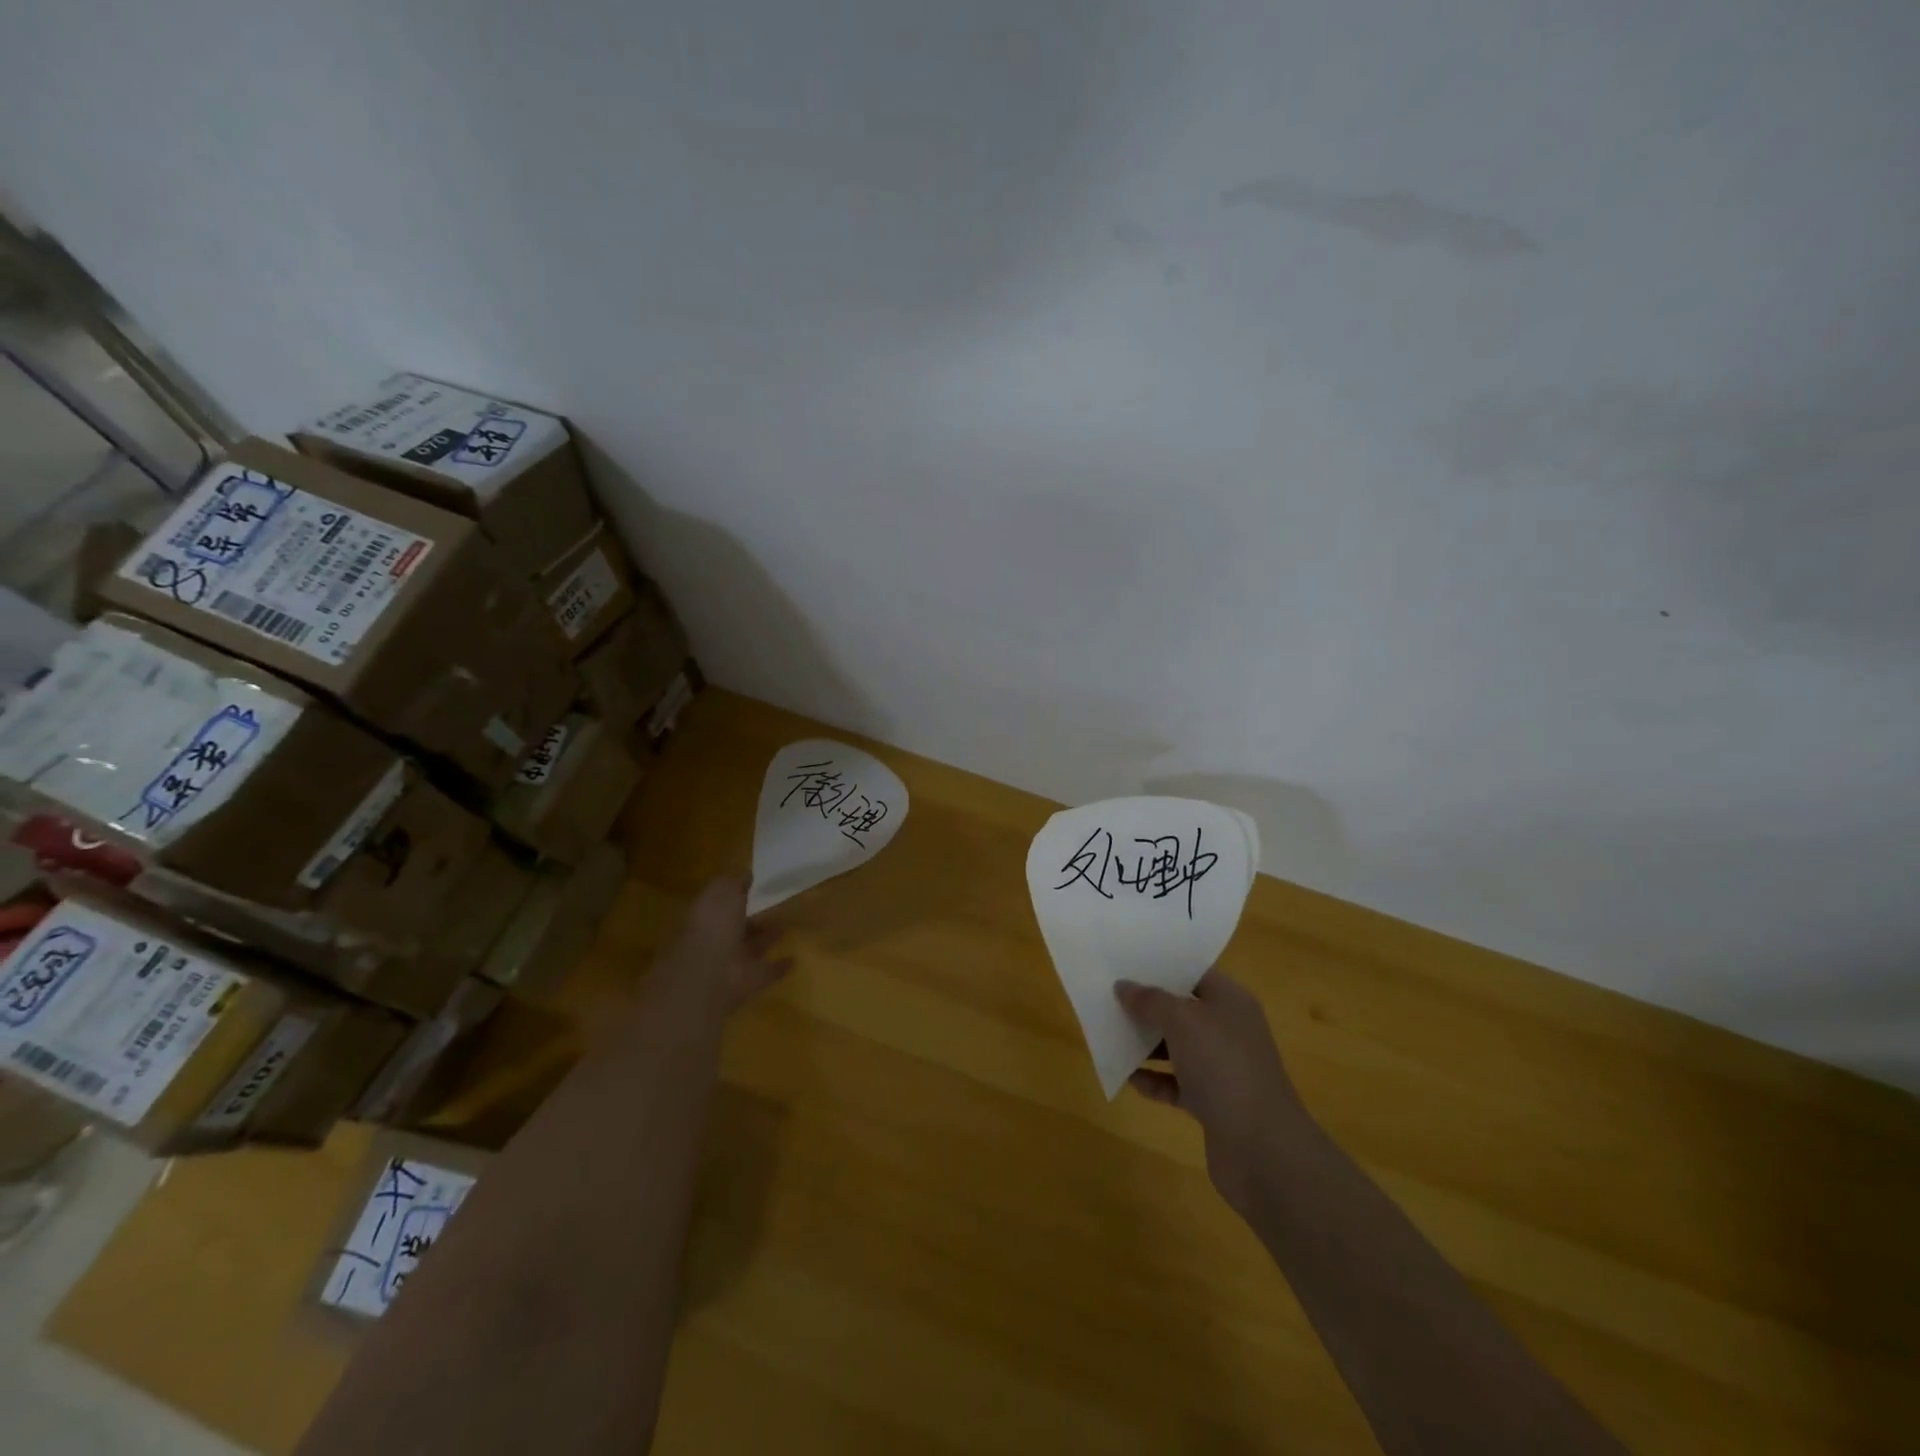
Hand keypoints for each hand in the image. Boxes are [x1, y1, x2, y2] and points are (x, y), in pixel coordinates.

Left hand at [657, 875, 792, 1013]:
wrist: (705, 977)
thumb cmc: (711, 927)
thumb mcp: (721, 892)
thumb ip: (733, 882)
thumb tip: (746, 874)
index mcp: (704, 916)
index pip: (720, 903)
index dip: (735, 894)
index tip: (753, 886)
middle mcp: (714, 940)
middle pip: (736, 927)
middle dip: (752, 919)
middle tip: (774, 908)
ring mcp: (730, 963)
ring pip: (750, 948)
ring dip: (766, 939)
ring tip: (786, 927)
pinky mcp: (746, 984)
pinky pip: (764, 972)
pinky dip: (777, 967)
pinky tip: (793, 960)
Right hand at [1115, 969, 1309, 1216]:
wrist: (1262, 1149)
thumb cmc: (1223, 1067)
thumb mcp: (1182, 1021)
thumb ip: (1150, 1000)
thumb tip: (1124, 986)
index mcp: (1230, 1001)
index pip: (1194, 973)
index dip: (1162, 968)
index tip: (1125, 964)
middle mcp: (1229, 1030)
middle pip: (1183, 1010)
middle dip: (1148, 1006)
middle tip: (1110, 998)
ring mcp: (1223, 1068)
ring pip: (1178, 1047)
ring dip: (1147, 1044)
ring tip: (1111, 1035)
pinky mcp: (1213, 1104)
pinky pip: (1177, 1083)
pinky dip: (1154, 1080)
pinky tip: (1128, 1077)